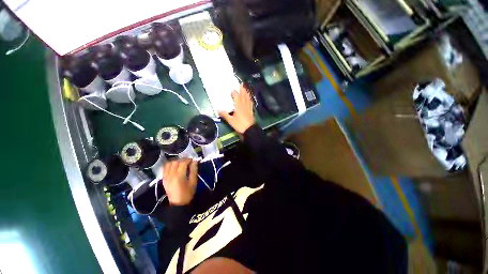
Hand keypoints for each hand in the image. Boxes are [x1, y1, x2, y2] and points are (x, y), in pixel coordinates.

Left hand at [162, 159, 197, 205]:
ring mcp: (166, 177)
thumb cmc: (188, 193)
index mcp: (179, 176)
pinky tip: (175, 166)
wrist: (178, 204)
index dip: (189, 160)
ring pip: (169, 163)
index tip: (193, 160)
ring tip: (182, 163)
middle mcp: (171, 175)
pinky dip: (170, 164)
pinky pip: (165, 168)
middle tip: (189, 161)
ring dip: (176, 161)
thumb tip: (195, 161)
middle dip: (183, 159)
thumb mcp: (193, 182)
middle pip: (176, 162)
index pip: (183, 163)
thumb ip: (194, 170)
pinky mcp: (164, 179)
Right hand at [219, 85, 255, 133]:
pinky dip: (250, 99)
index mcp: (238, 106)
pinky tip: (249, 98)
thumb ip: (224, 114)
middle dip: (242, 89)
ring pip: (247, 98)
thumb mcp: (230, 120)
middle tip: (241, 83)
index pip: (236, 96)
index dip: (234, 92)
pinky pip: (250, 102)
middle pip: (243, 95)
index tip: (231, 88)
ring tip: (245, 88)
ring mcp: (248, 107)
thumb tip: (218, 109)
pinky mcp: (251, 110)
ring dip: (246, 92)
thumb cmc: (240, 124)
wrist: (250, 129)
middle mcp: (244, 104)